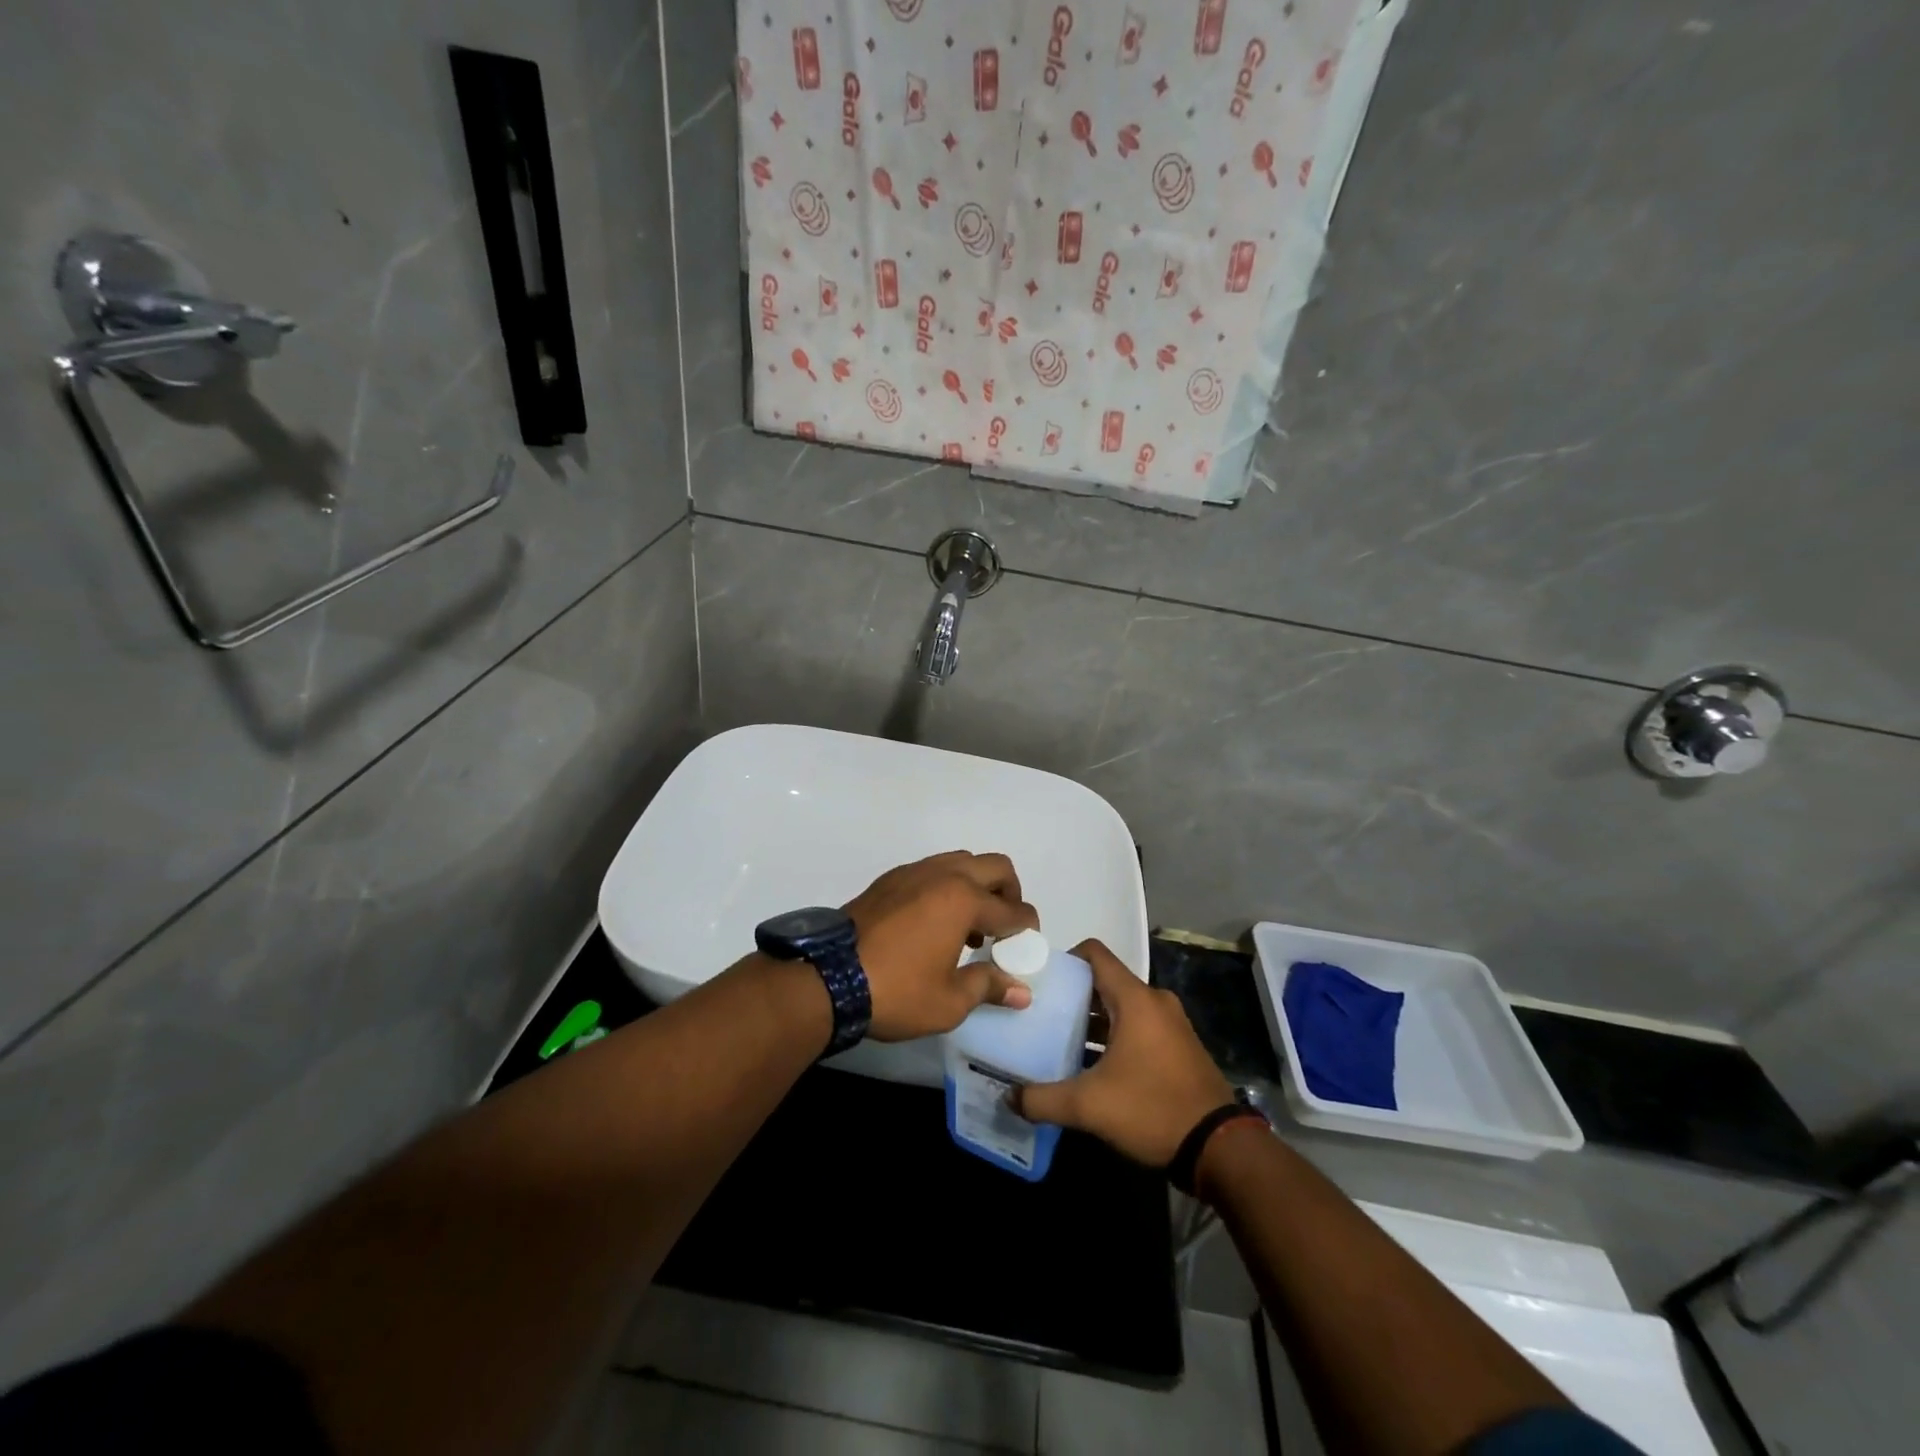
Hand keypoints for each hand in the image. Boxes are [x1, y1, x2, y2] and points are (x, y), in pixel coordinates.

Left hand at [844, 852, 1039, 1041]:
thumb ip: (989, 987)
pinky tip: (936, 923)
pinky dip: (947, 887)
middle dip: (1010, 892)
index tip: (1028, 946)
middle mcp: (943, 875)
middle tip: (1006, 926)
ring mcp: (913, 872)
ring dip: (977, 887)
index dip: (1027, 928)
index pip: (1012, 910)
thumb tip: (1022, 991)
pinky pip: (932, 871)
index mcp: (963, 900)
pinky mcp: (889, 880)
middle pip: (994, 867)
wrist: (828, 978)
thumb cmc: (897, 991)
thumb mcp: (949, 1001)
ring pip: (961, 862)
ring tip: (970, 928)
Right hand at [1012, 939, 1234, 1166]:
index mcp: (1135, 999)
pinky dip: (1115, 1036)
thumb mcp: (1089, 1107)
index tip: (1040, 979)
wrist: (1220, 1148)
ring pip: (1122, 1007)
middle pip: (1105, 982)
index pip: (1095, 954)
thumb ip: (1043, 1099)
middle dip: (1073, 994)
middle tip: (1042, 1014)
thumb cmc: (1152, 1109)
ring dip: (1093, 1020)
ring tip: (1060, 1040)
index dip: (1064, 958)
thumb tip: (1009, 1098)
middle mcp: (1154, 1002)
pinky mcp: (1179, 1048)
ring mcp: (1171, 1025)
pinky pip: (1139, 1027)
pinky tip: (1093, 1065)